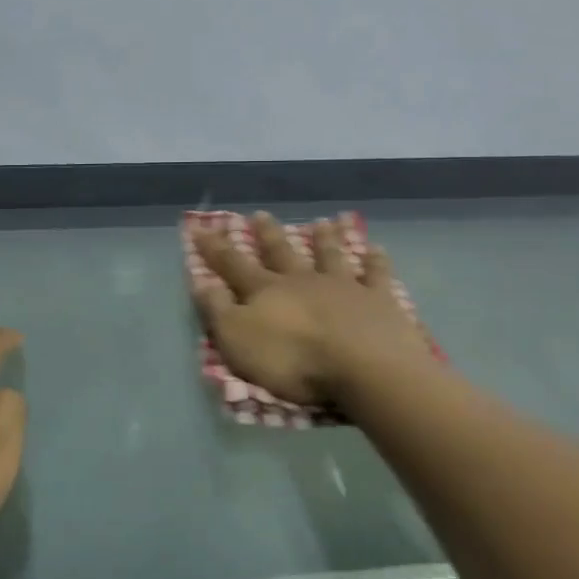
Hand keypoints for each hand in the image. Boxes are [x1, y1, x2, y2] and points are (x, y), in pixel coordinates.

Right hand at [192, 212, 433, 405]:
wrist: (363, 364)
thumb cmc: (293, 359)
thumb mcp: (238, 340)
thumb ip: (218, 310)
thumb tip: (200, 282)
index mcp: (267, 291)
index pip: (233, 265)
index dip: (215, 248)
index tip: (200, 227)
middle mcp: (303, 280)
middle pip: (282, 252)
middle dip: (268, 234)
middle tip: (260, 214)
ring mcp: (343, 286)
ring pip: (330, 255)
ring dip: (324, 239)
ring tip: (322, 222)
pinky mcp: (378, 299)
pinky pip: (375, 274)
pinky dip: (375, 261)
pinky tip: (376, 249)